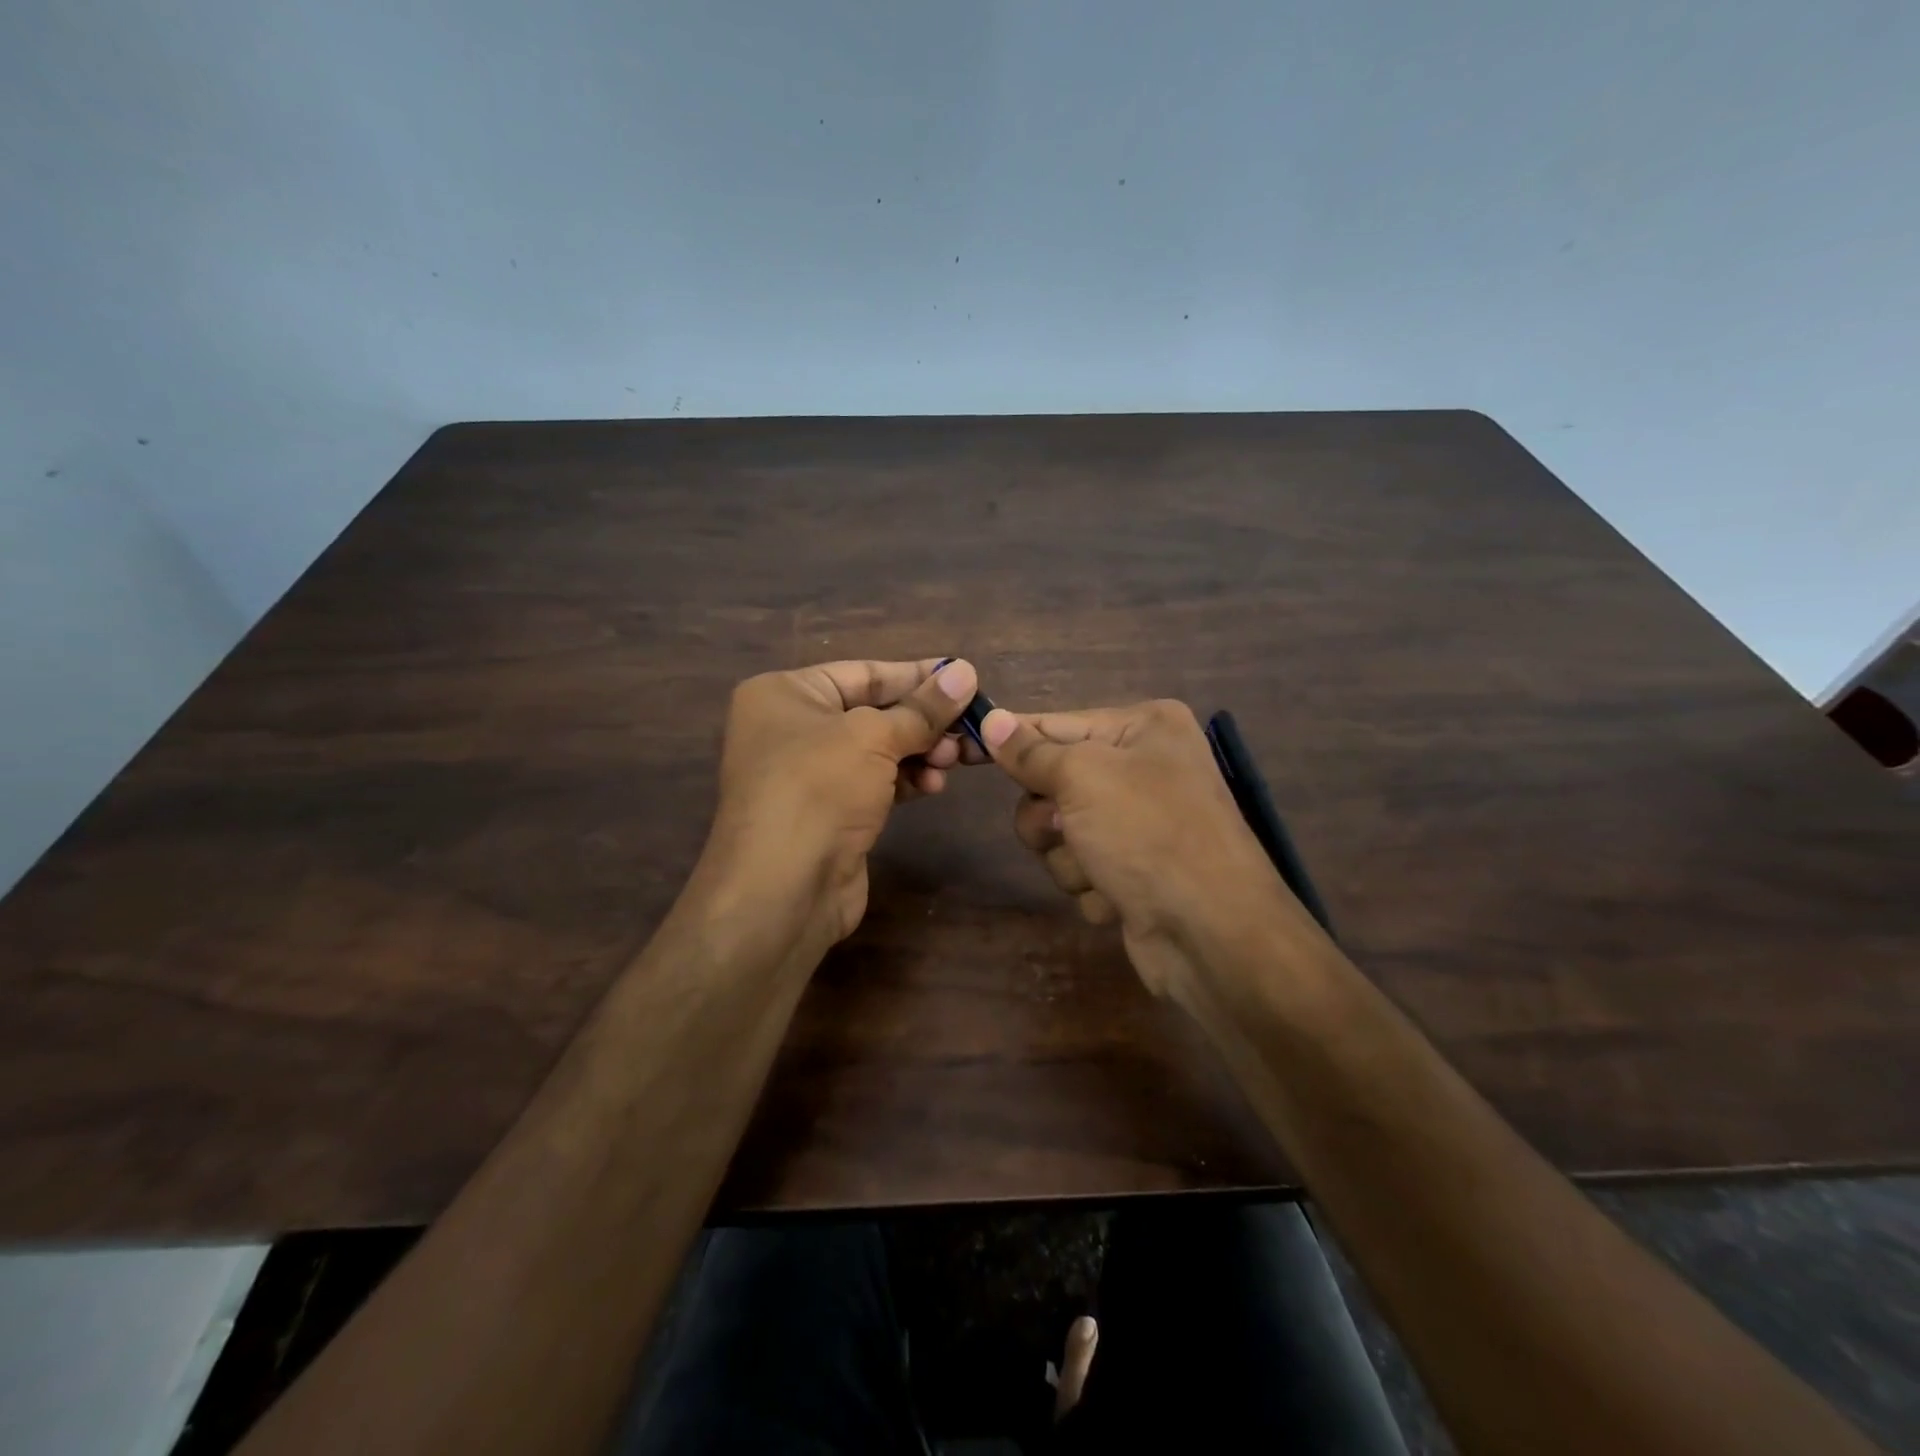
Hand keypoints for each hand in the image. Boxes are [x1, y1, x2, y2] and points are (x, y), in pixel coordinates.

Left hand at [711, 657, 977, 942]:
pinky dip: (907, 780)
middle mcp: (792, 729)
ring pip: (879, 750)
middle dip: (924, 721)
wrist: (782, 889)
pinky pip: (876, 783)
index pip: (863, 673)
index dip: (917, 675)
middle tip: (970, 728)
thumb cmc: (818, 789)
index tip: (965, 677)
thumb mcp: (874, 737)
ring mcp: (809, 775)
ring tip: (955, 760)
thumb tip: (966, 672)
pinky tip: (934, 785)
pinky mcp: (830, 813)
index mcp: (786, 694)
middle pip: (874, 712)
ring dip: (921, 752)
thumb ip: (923, 708)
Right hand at [977, 700, 1293, 1003]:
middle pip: (1054, 783)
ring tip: (1102, 871)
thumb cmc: (1149, 834)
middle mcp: (1146, 768)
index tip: (963, 745)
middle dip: (1050, 816)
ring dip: (1070, 857)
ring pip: (1061, 832)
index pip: (1056, 724)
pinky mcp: (1134, 871)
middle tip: (1065, 827)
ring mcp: (1141, 823)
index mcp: (1145, 728)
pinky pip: (1083, 867)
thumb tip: (990, 719)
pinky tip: (1120, 897)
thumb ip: (1031, 752)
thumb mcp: (1083, 778)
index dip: (1010, 741)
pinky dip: (1092, 884)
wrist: (1211, 934)